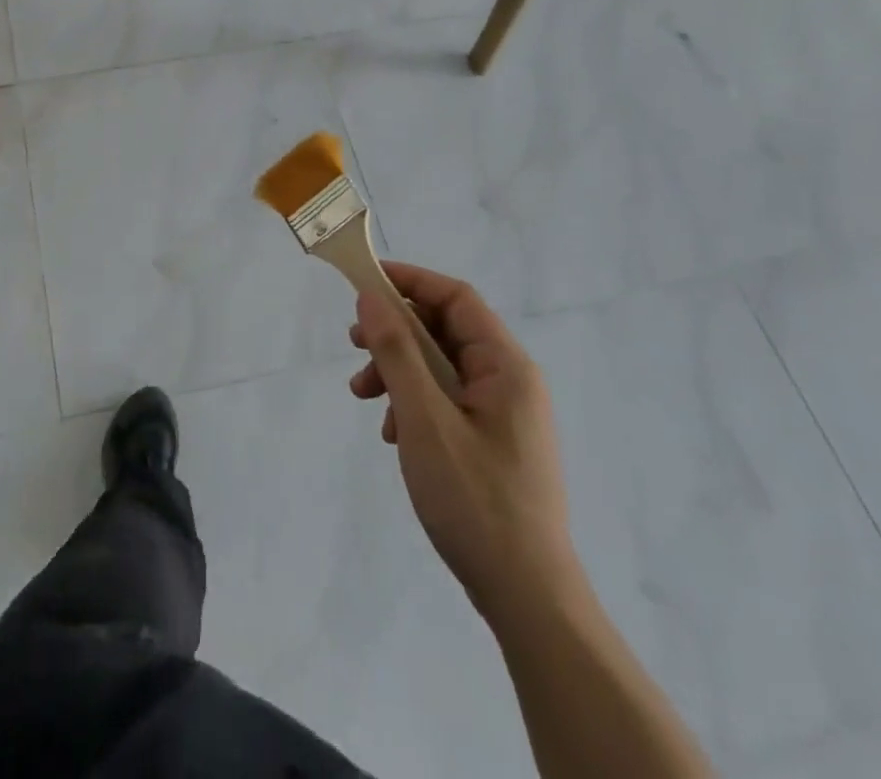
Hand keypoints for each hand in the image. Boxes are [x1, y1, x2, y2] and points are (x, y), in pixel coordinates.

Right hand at [348, 261, 577, 624]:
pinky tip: (392, 433)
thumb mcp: (424, 419)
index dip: (409, 281)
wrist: (527, 598)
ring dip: (397, 371)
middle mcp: (510, 381)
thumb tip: (371, 297)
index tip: (363, 284)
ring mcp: (503, 414)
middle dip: (394, 333)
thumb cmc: (475, 500)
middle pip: (444, 331)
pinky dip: (412, 403)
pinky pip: (446, 400)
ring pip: (440, 367)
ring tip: (363, 397)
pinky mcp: (492, 442)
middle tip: (353, 344)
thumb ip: (397, 352)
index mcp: (505, 366)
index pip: (455, 298)